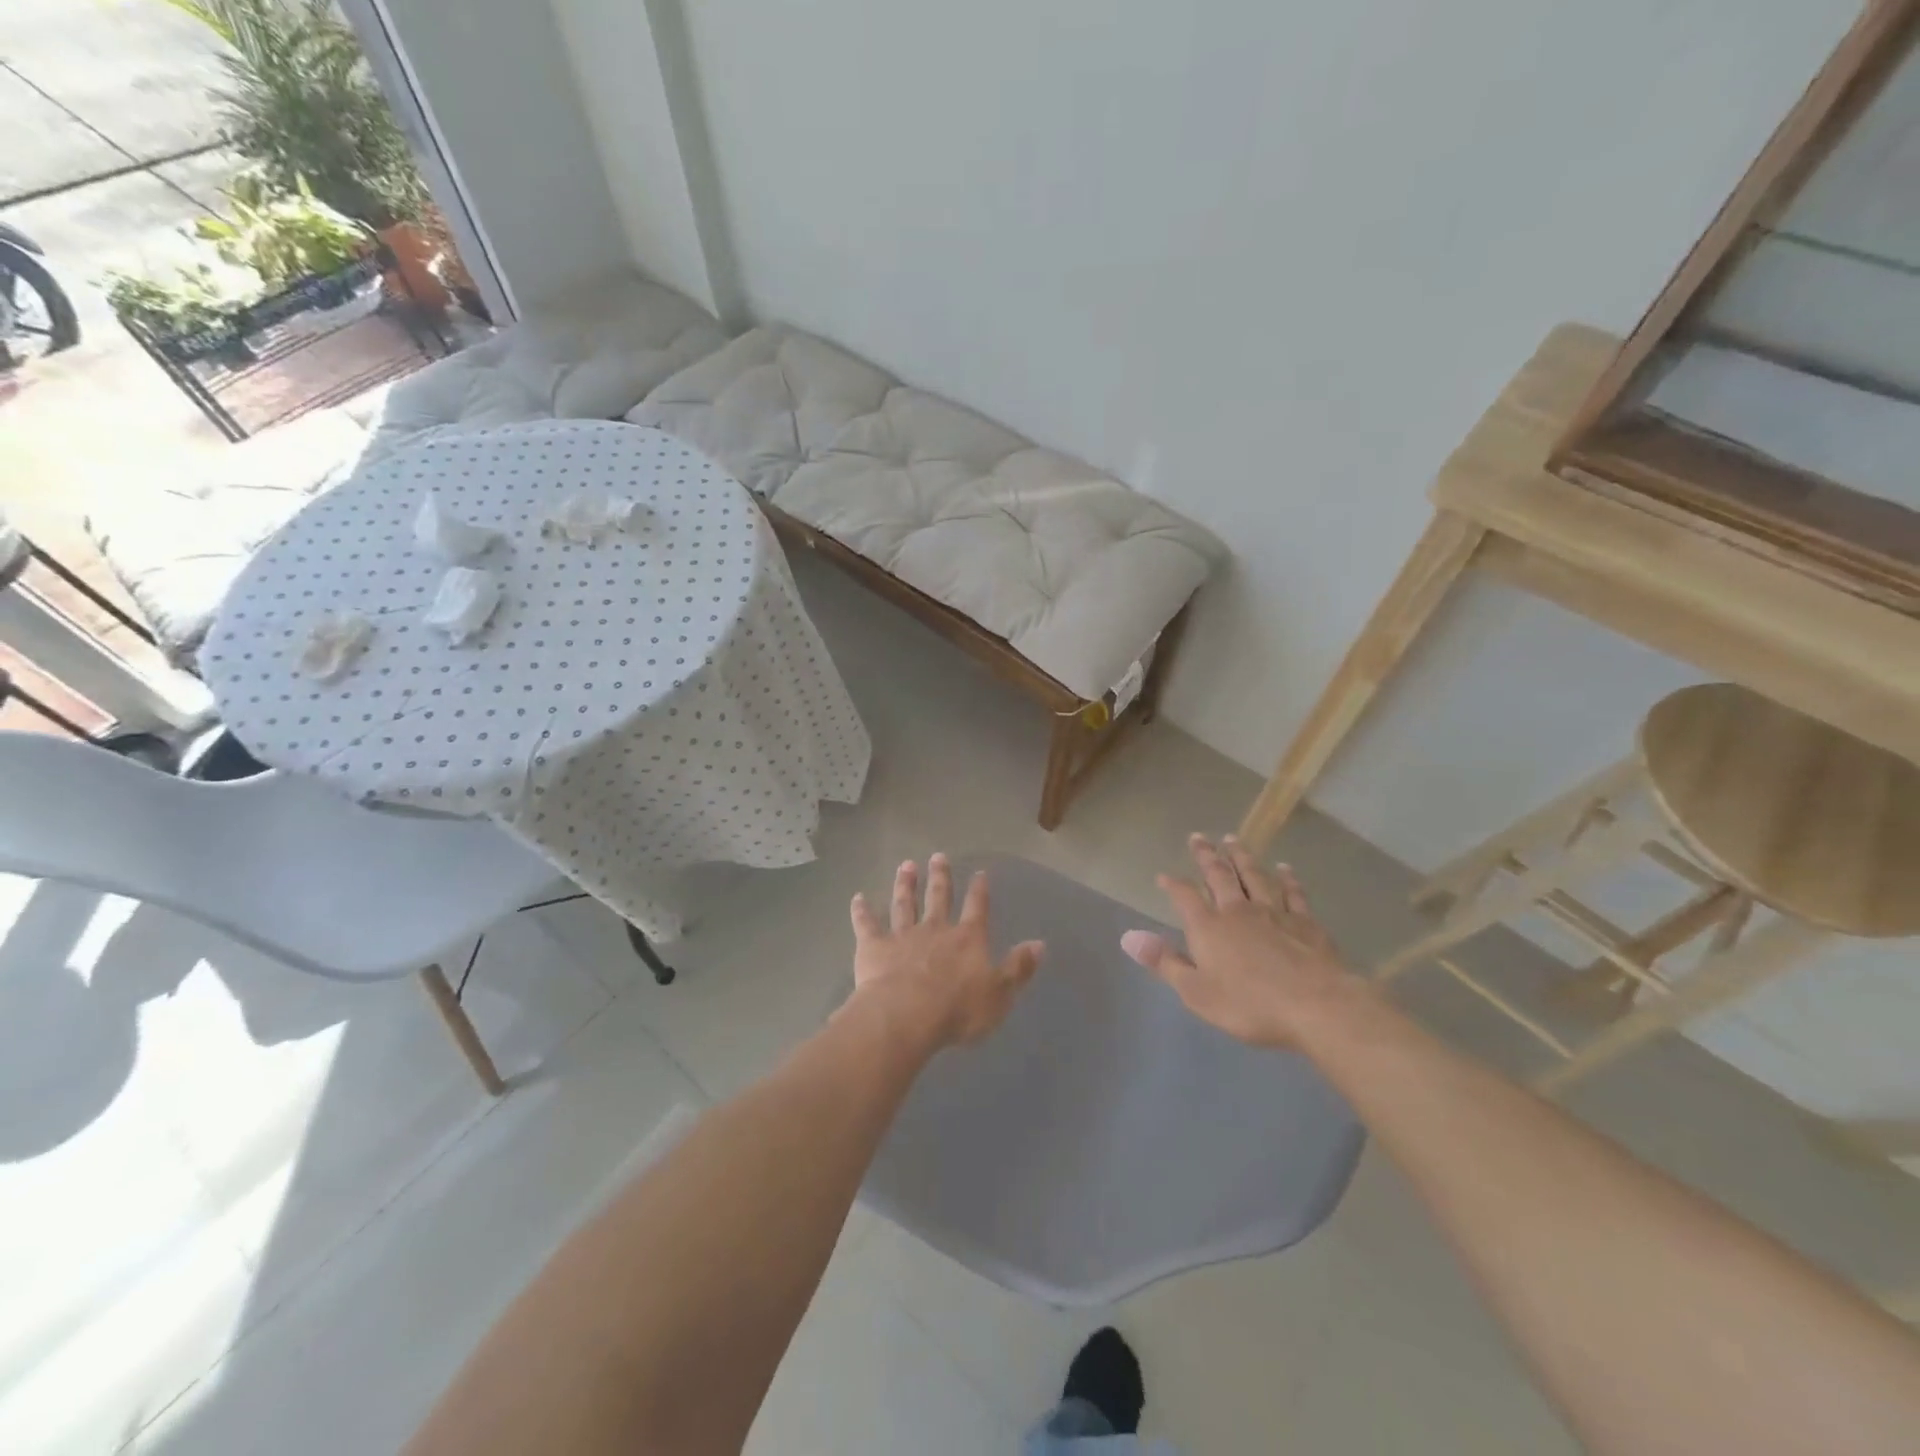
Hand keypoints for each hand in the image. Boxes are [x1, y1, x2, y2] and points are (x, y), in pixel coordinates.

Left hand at [848, 855, 1044, 1049]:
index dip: (979, 890)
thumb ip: (1018, 968)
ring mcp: (902, 936)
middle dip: (940, 877)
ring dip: (905, 884)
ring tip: (905, 865)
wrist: (906, 1016)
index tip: (979, 872)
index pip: (977, 908)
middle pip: (938, 897)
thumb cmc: (958, 1009)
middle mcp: (935, 930)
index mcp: (967, 939)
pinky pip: (866, 924)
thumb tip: (1040, 944)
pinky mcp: (873, 947)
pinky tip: (857, 898)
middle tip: (938, 856)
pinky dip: (861, 911)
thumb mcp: (999, 994)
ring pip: (904, 904)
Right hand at [1123, 835, 1358, 1047]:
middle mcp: (1238, 910)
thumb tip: (1130, 938)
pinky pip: (1293, 892)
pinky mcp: (1305, 922)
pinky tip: (1284, 868)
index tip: (1163, 876)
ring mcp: (1274, 912)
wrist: (1316, 1005)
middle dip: (1206, 855)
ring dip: (1241, 857)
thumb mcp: (1196, 992)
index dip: (1173, 884)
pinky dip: (1287, 878)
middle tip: (1198, 837)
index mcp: (1208, 926)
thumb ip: (1165, 963)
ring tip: (1233, 840)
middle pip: (1219, 875)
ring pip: (1254, 875)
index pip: (1185, 896)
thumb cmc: (1249, 1004)